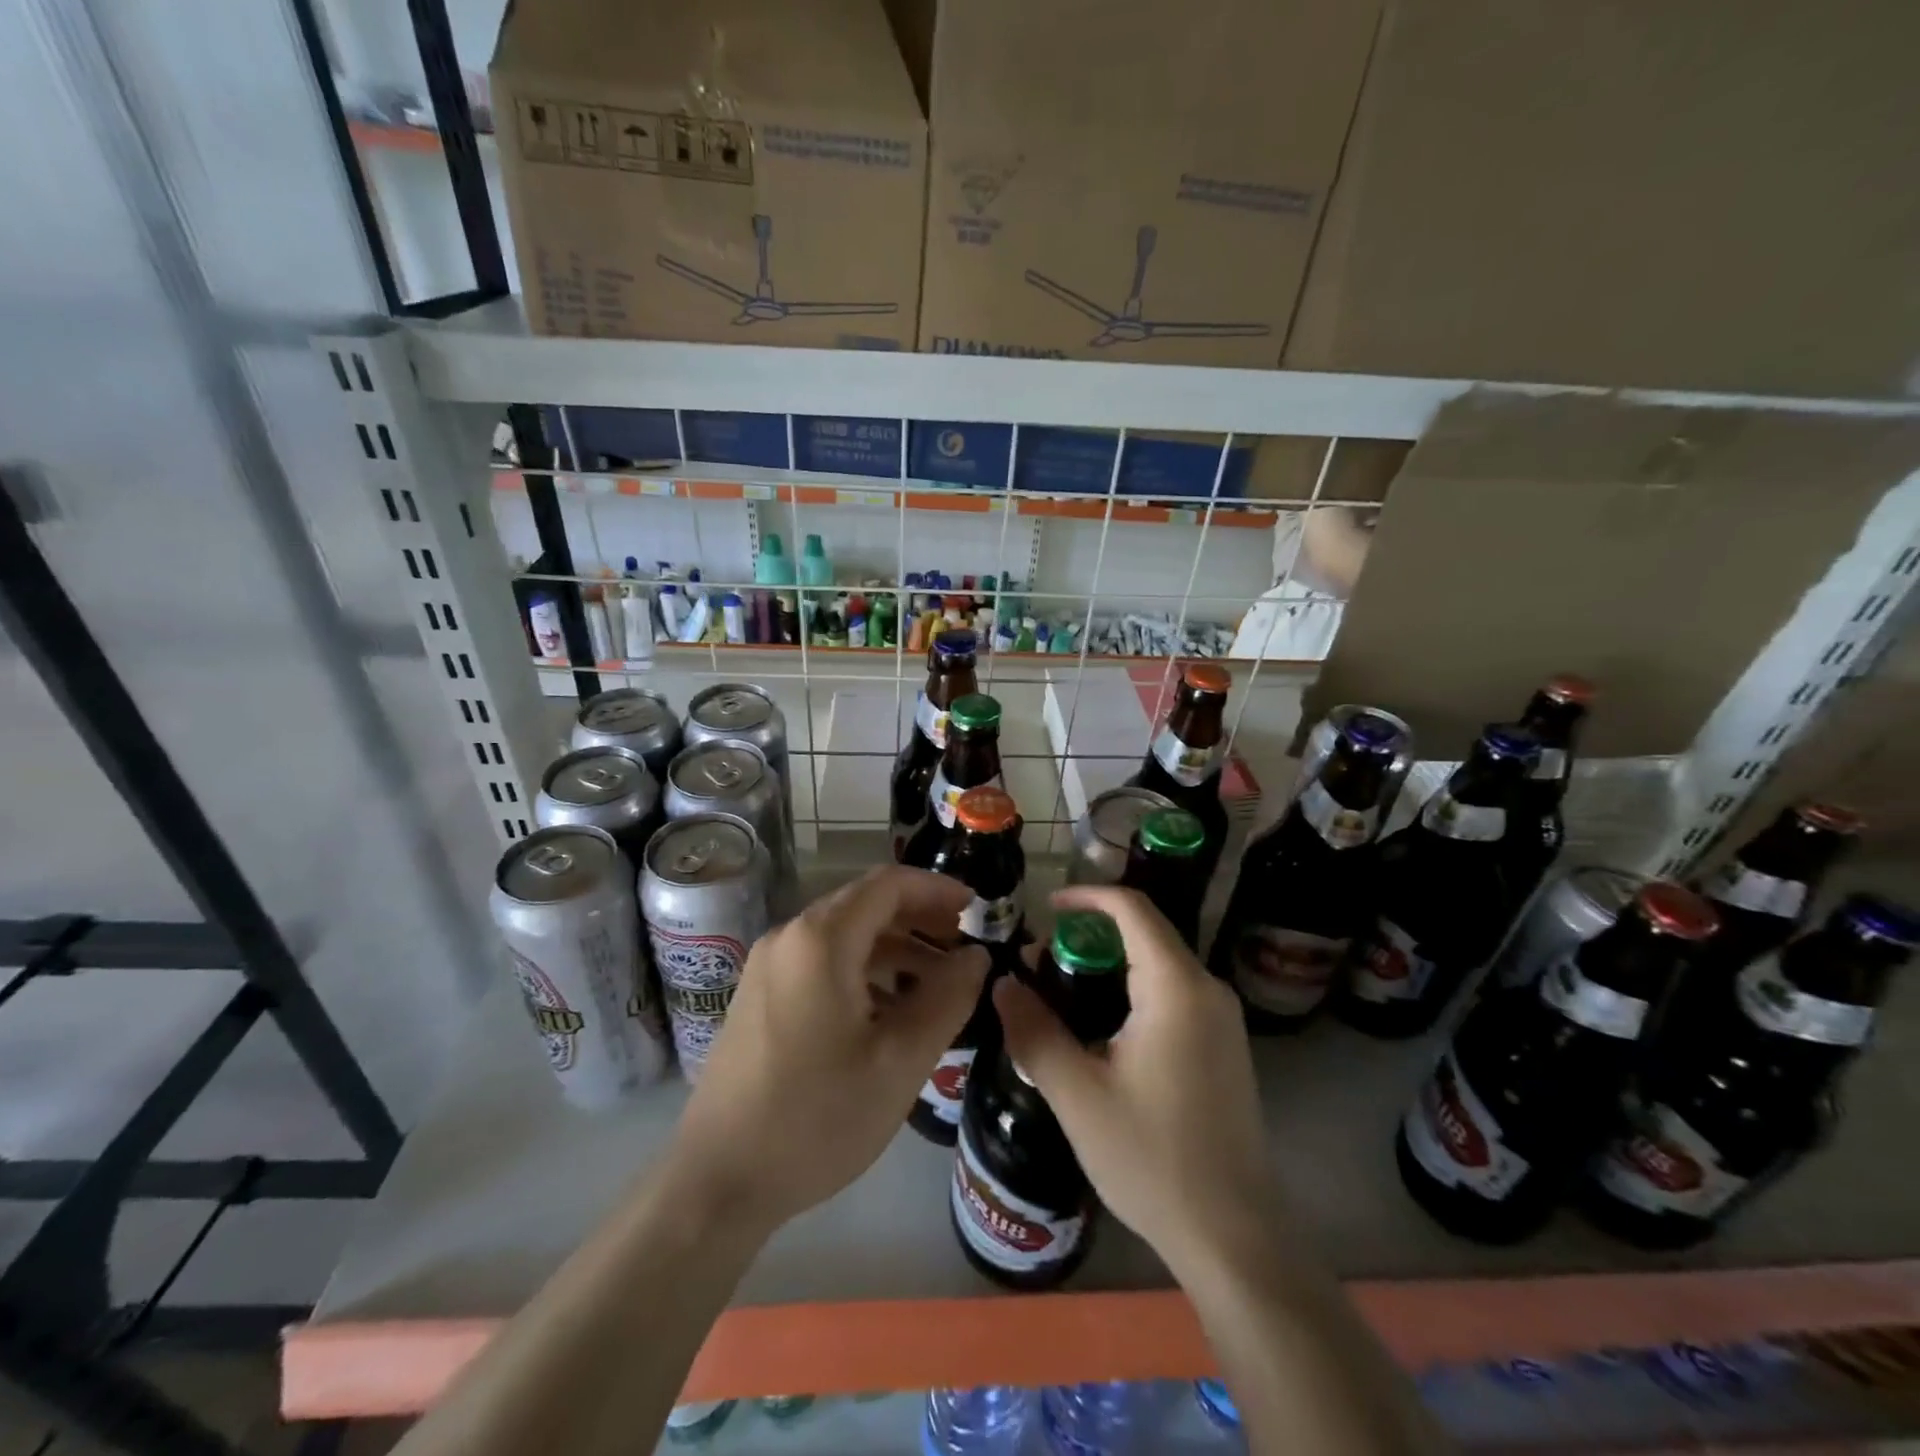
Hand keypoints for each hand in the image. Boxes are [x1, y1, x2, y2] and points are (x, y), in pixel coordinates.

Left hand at [670, 865, 987, 1234]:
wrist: (717, 1182)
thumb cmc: (817, 1118)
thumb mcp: (900, 1061)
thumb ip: (947, 998)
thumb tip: (977, 956)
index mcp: (821, 940)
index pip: (889, 884)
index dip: (937, 888)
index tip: (977, 908)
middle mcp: (789, 937)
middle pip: (865, 904)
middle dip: (919, 918)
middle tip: (963, 947)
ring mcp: (768, 966)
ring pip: (844, 934)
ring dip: (894, 947)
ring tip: (937, 982)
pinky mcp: (759, 995)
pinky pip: (821, 961)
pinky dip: (863, 969)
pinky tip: (889, 1009)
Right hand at [995, 885, 1273, 1278]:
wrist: (1232, 1235)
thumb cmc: (1152, 1158)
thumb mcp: (1077, 1094)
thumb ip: (1033, 1030)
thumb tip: (1002, 983)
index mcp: (1177, 987)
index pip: (1132, 908)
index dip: (1086, 897)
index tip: (1046, 909)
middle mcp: (1208, 989)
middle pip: (1145, 933)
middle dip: (1090, 937)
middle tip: (1042, 967)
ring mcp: (1222, 1019)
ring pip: (1158, 964)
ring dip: (1109, 965)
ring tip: (1062, 996)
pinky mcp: (1224, 1045)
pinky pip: (1173, 993)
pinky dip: (1132, 989)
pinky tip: (1101, 1029)